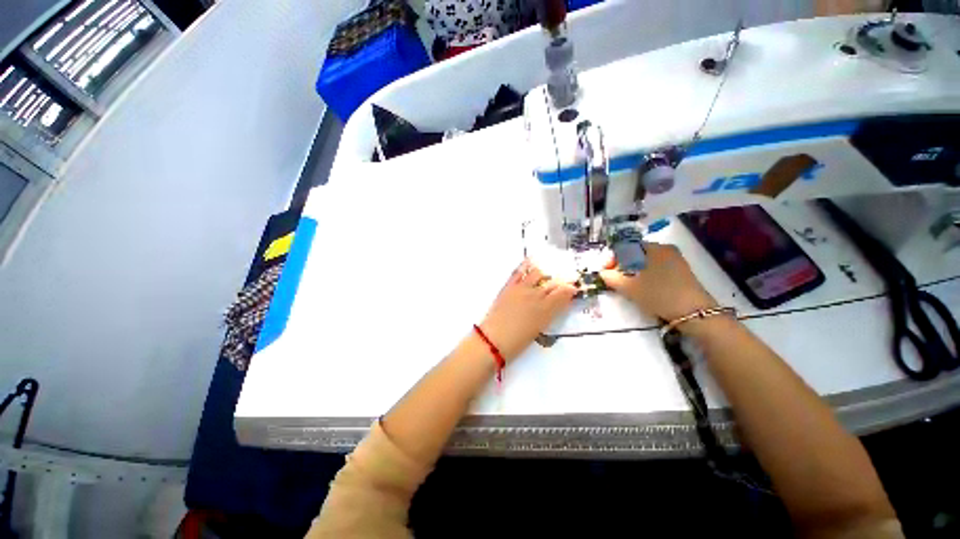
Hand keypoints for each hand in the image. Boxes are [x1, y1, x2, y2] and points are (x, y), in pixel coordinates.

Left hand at [479, 260, 577, 361]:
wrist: (494, 339)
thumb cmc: (518, 341)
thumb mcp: (539, 329)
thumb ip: (549, 315)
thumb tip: (557, 305)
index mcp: (545, 309)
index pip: (563, 294)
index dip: (570, 289)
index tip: (574, 287)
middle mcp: (536, 295)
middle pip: (553, 283)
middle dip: (562, 280)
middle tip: (567, 278)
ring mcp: (522, 289)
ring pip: (538, 274)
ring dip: (545, 273)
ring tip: (548, 273)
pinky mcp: (509, 286)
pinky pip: (519, 272)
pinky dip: (525, 265)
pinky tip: (531, 260)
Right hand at [600, 243, 716, 321]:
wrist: (695, 314)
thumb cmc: (659, 295)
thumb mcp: (630, 288)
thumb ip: (612, 278)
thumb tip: (602, 272)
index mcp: (654, 248)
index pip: (625, 247)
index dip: (612, 258)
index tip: (605, 271)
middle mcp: (665, 249)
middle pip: (635, 253)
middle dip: (621, 265)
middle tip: (613, 278)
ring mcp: (675, 260)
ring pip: (645, 261)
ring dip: (631, 270)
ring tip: (624, 284)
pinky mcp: (680, 272)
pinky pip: (655, 267)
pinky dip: (644, 274)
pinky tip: (640, 286)